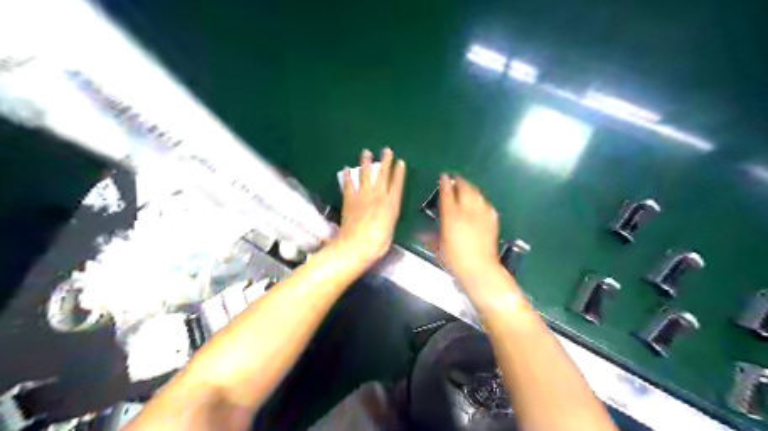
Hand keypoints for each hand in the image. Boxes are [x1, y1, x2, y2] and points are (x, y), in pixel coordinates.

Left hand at [338, 150, 407, 264]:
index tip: (401, 162)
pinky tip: (346, 169)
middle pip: (382, 174)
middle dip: (385, 161)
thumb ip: (389, 218)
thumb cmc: (378, 243)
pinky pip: (348, 184)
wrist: (357, 244)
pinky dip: (347, 176)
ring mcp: (363, 195)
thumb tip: (387, 215)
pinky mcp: (349, 198)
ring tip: (366, 152)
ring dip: (366, 162)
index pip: (397, 184)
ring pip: (365, 174)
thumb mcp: (390, 231)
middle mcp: (379, 195)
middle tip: (386, 150)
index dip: (399, 172)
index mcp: (392, 204)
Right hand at [441, 176, 501, 282]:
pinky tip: (480, 202)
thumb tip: (423, 235)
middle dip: (459, 181)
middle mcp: (467, 210)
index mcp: (451, 216)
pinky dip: (481, 200)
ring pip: (477, 193)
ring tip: (467, 187)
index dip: (445, 183)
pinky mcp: (492, 220)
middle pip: (464, 188)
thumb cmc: (455, 260)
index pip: (447, 193)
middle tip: (455, 179)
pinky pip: (486, 204)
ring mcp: (481, 214)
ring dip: (471, 188)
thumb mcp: (439, 248)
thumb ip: (432, 237)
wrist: (479, 269)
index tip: (443, 177)